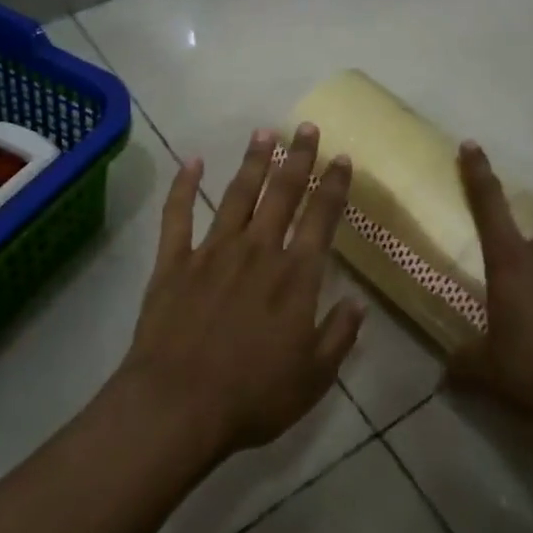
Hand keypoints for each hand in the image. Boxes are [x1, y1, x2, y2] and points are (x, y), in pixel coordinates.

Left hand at [117, 124, 365, 461]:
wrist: (177, 405)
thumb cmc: (252, 396)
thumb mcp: (313, 376)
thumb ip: (339, 335)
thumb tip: (358, 302)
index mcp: (295, 276)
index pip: (321, 218)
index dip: (334, 186)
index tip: (342, 158)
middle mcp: (257, 251)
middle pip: (282, 193)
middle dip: (297, 158)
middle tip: (306, 127)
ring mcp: (212, 251)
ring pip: (237, 195)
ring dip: (253, 162)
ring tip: (264, 132)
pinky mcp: (174, 262)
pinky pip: (178, 215)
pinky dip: (183, 186)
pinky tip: (192, 161)